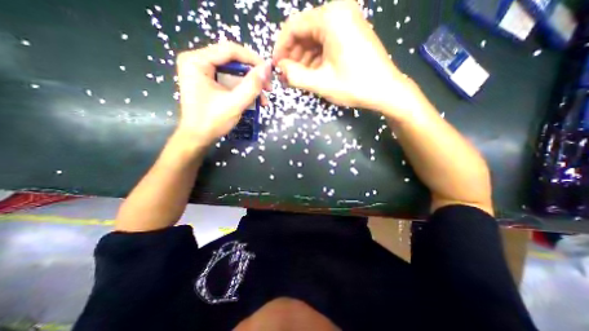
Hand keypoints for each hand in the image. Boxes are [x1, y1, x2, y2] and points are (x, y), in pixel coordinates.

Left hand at [176, 41, 271, 146]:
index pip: (230, 50)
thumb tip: (268, 68)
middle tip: (268, 87)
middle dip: (253, 75)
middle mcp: (197, 61)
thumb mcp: (235, 103)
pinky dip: (243, 90)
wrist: (198, 138)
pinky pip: (230, 81)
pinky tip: (255, 101)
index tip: (269, 71)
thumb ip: (252, 85)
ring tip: (264, 100)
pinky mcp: (208, 82)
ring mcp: (202, 72)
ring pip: (234, 72)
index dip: (253, 59)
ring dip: (251, 85)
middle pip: (233, 60)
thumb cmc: (212, 121)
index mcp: (197, 61)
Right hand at [274, 0, 420, 119]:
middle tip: (288, 75)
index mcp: (330, 18)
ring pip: (314, 38)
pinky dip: (316, 57)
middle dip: (293, 55)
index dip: (281, 48)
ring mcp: (347, 20)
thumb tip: (280, 68)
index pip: (294, 27)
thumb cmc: (354, 86)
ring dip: (304, 58)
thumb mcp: (321, 83)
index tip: (276, 66)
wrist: (386, 90)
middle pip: (304, 31)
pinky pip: (326, 41)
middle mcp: (339, 11)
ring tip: (299, 77)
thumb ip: (295, 76)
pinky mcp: (351, 31)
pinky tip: (313, 72)